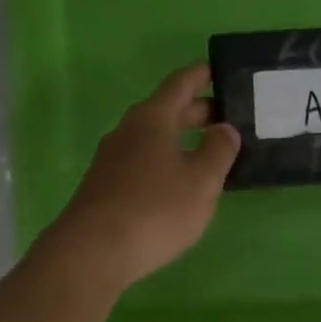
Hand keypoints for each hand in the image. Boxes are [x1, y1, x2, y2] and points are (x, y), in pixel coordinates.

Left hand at [43, 63, 240, 291]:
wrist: (93, 252)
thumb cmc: (155, 210)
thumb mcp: (201, 182)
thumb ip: (218, 151)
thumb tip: (224, 128)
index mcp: (152, 119)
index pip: (180, 84)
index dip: (202, 75)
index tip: (220, 69)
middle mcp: (128, 131)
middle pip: (166, 111)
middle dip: (197, 111)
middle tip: (228, 117)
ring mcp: (111, 160)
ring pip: (153, 138)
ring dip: (181, 140)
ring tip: (209, 152)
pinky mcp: (105, 187)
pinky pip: (142, 162)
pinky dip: (165, 161)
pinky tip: (178, 183)